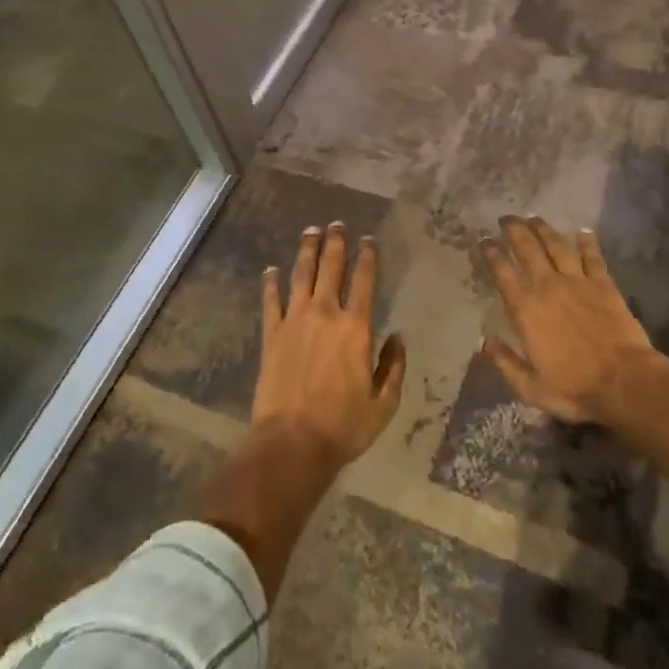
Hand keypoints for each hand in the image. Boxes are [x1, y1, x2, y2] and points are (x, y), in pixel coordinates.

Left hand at [254, 222, 405, 473]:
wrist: (292, 443)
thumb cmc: (343, 426)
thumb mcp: (383, 404)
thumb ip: (393, 367)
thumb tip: (397, 338)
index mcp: (356, 328)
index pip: (364, 281)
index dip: (367, 257)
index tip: (368, 240)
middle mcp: (325, 315)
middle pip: (331, 269)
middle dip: (335, 243)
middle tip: (336, 224)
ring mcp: (295, 321)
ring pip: (301, 275)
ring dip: (306, 251)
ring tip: (310, 231)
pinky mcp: (271, 335)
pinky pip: (270, 301)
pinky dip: (271, 283)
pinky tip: (271, 270)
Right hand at [476, 216, 656, 424]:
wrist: (624, 382)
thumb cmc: (574, 388)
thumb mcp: (530, 387)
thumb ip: (504, 362)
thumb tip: (483, 342)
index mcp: (525, 309)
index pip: (502, 272)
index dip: (490, 253)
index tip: (483, 242)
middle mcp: (548, 286)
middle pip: (528, 248)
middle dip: (514, 230)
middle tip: (506, 218)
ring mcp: (578, 282)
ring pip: (557, 246)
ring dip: (544, 229)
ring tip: (534, 217)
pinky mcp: (604, 285)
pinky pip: (593, 258)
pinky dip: (587, 243)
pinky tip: (583, 232)